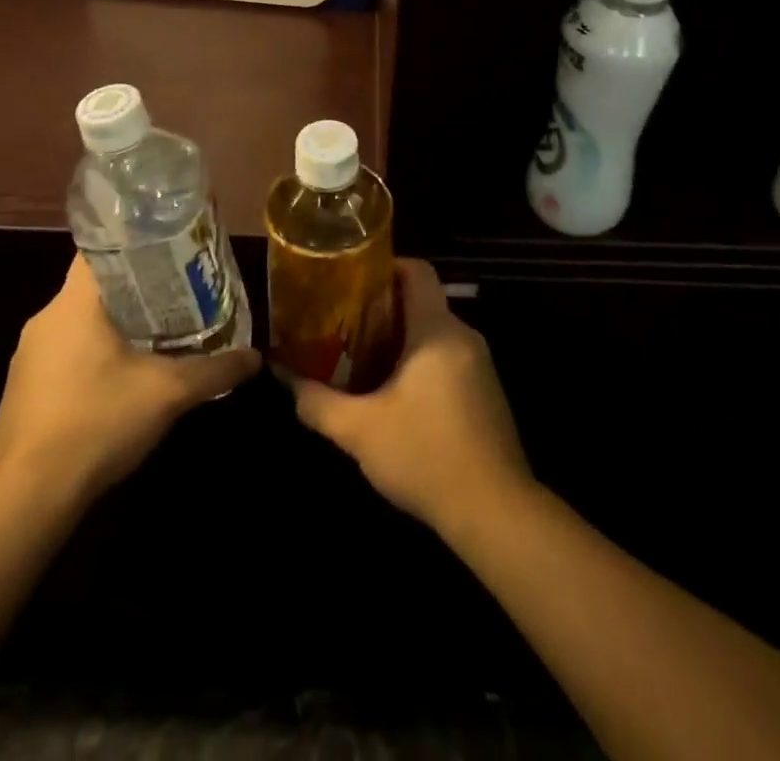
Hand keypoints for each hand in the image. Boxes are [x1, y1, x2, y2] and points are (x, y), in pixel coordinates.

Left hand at [0, 256, 260, 504]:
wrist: (27, 499)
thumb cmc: (96, 423)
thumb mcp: (168, 394)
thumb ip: (215, 371)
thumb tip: (255, 358)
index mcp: (73, 304)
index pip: (101, 249)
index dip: (138, 243)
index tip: (172, 250)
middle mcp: (45, 319)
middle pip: (97, 286)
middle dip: (139, 287)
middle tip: (181, 292)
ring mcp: (29, 356)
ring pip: (82, 322)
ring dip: (118, 323)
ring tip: (162, 331)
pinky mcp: (24, 389)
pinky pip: (67, 352)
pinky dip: (97, 353)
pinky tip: (125, 376)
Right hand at [287, 259, 533, 541]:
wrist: (495, 512)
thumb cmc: (425, 456)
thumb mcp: (360, 431)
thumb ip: (317, 402)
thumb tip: (284, 378)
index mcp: (437, 330)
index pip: (417, 270)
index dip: (384, 266)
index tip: (350, 281)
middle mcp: (463, 335)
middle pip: (422, 301)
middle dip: (383, 308)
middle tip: (343, 322)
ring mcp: (479, 364)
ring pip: (434, 332)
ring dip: (400, 338)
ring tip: (360, 356)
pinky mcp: (486, 392)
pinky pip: (448, 356)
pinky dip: (420, 361)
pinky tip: (394, 392)